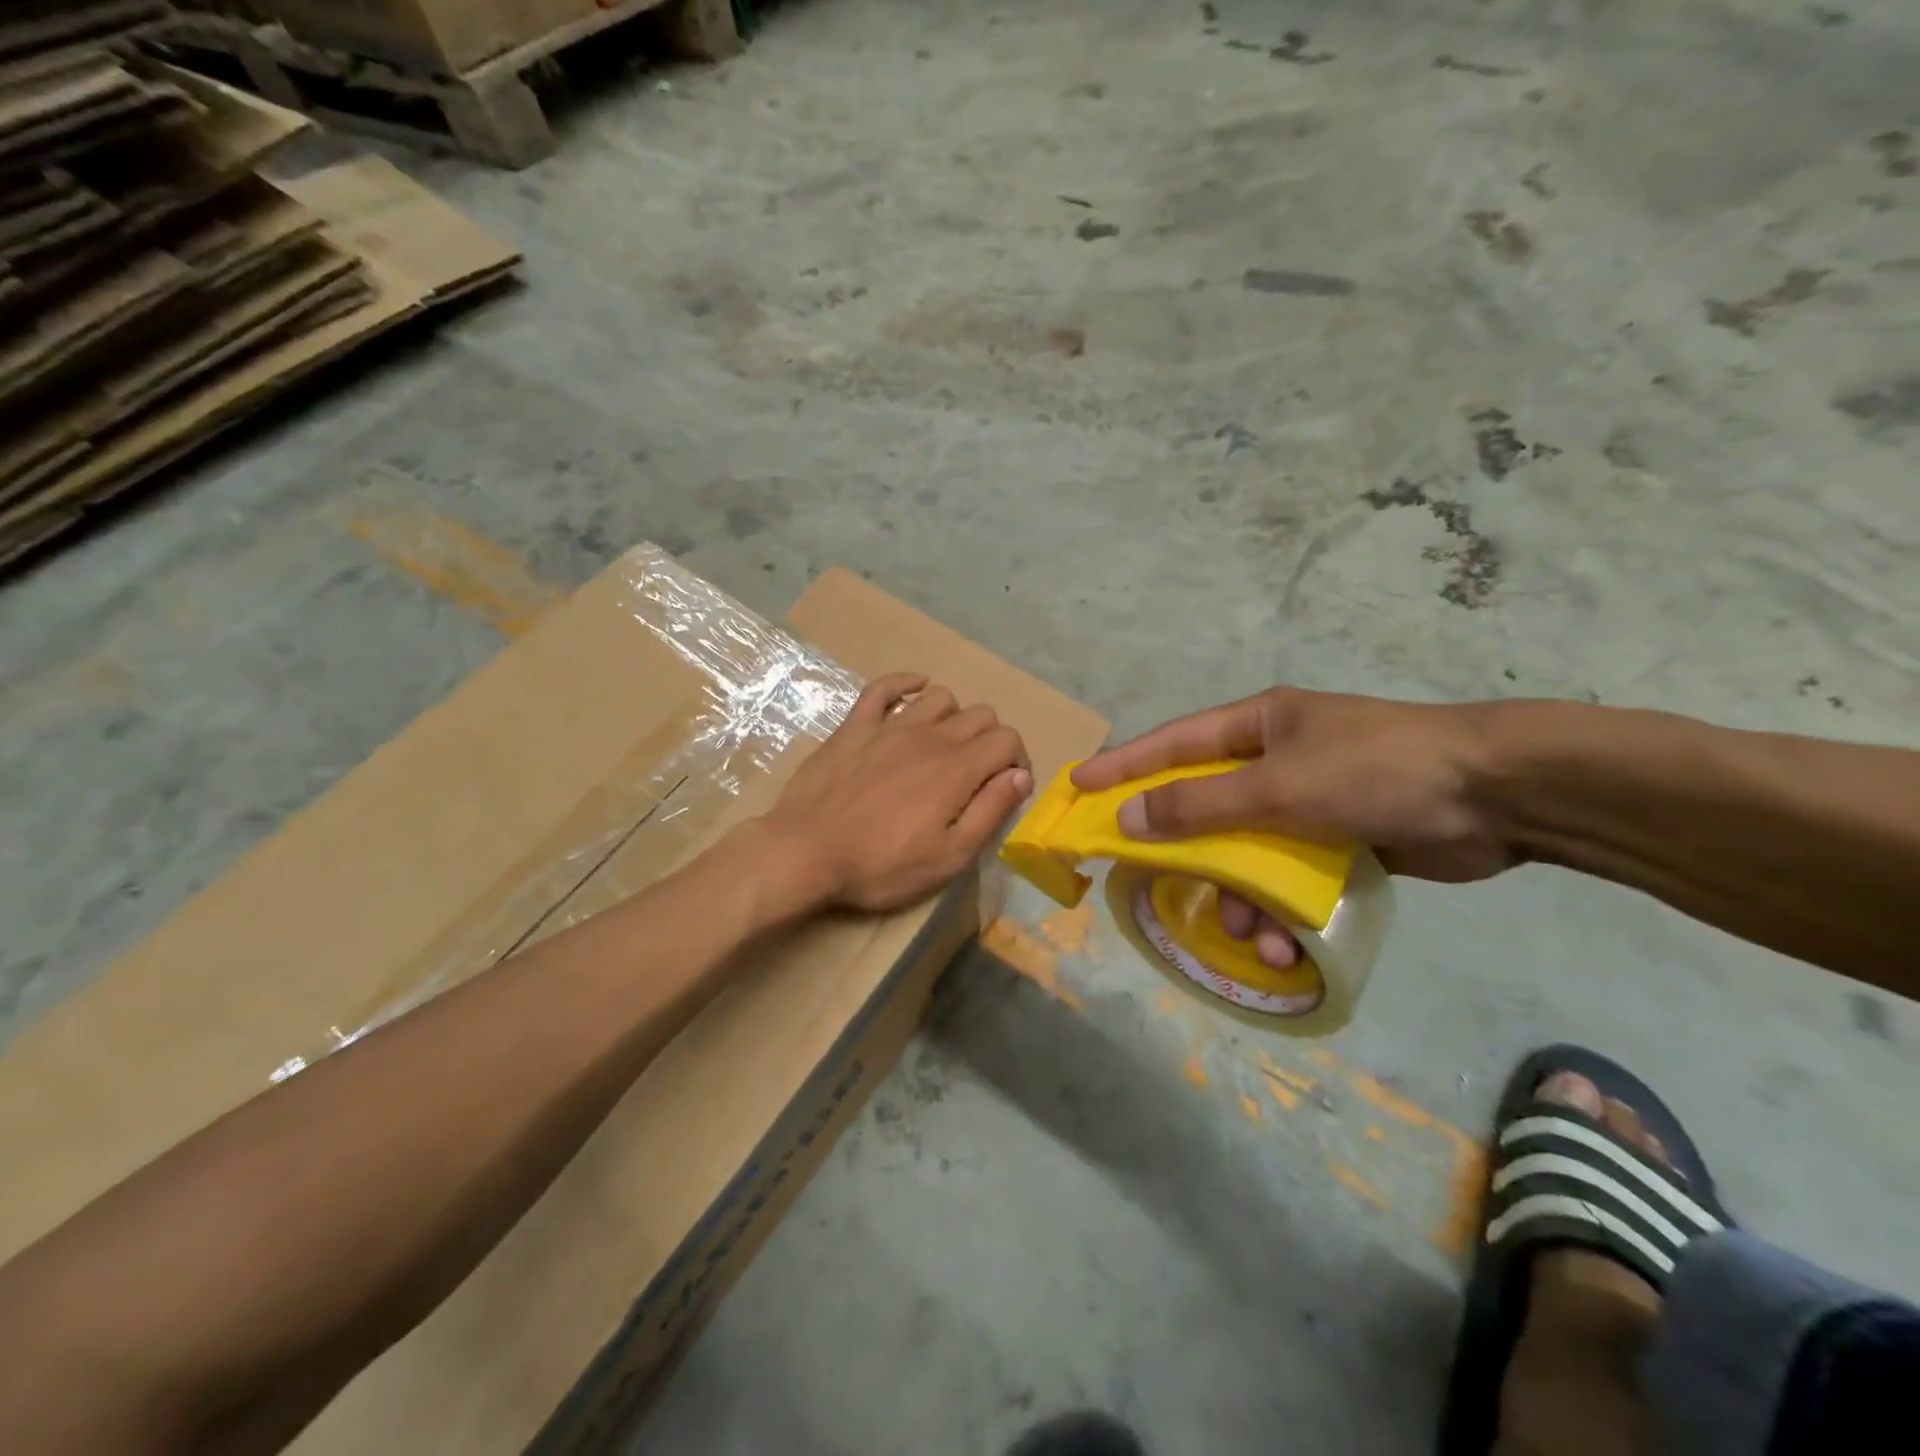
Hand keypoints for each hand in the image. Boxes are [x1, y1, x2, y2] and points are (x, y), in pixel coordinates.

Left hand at [760, 672, 1032, 913]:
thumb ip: (990, 812)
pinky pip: (884, 687)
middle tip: (977, 774)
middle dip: (990, 740)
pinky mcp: (855, 726)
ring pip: (939, 697)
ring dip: (953, 716)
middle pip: (980, 715)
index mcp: (957, 769)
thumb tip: (1020, 776)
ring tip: (944, 745)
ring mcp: (889, 726)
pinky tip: (913, 691)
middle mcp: (930, 736)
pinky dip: (905, 683)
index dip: (1017, 760)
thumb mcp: (949, 857)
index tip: (1006, 787)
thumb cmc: (881, 864)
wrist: (806, 851)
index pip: (1007, 740)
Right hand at [1072, 688, 1515, 963]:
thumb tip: (1129, 816)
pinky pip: (1286, 877)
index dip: (1123, 766)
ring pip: (1245, 851)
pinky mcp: (1337, 841)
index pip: (1172, 744)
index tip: (1079, 787)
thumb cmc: (1376, 770)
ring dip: (1239, 895)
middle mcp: (1275, 759)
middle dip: (1186, 851)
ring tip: (1247, 934)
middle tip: (1151, 881)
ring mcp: (1307, 801)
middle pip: (1205, 805)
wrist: (1498, 795)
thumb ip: (1201, 804)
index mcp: (1257, 726)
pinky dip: (1278, 909)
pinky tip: (1282, 944)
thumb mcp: (1280, 786)